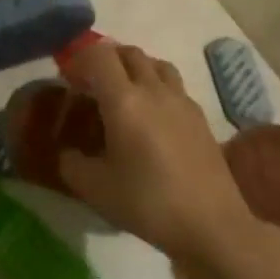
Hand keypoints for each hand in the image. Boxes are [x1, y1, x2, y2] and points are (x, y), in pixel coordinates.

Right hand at [58, 44, 259, 270]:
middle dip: (106, 59)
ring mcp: (181, 101)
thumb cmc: (149, 204)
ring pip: (155, 63)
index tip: (69, 80)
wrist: (212, 226)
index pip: (99, 55)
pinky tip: (153, 116)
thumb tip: (67, 152)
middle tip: (93, 84)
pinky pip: (173, 85)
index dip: (80, 59)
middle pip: (128, 52)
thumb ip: (71, 164)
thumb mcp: (95, 189)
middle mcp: (153, 90)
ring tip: (124, 93)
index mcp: (124, 100)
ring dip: (134, 68)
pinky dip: (157, 87)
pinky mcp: (200, 116)